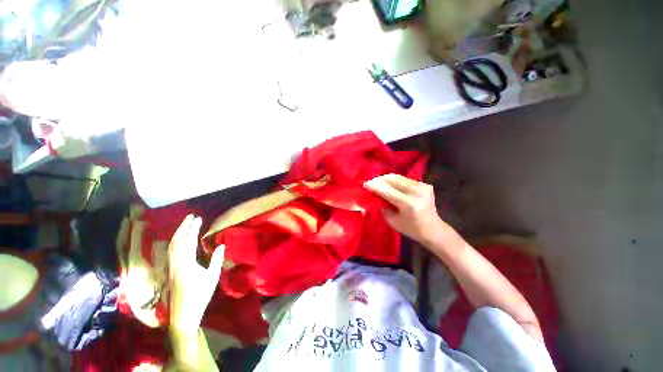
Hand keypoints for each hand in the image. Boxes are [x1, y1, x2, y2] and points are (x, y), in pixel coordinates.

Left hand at [168, 215, 224, 336]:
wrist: (182, 315)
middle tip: (190, 216)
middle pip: (176, 241)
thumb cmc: (199, 296)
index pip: (188, 241)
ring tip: (185, 224)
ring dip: (178, 233)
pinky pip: (170, 252)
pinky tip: (178, 240)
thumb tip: (221, 245)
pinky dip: (174, 242)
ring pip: (171, 246)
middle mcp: (175, 263)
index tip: (198, 219)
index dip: (193, 229)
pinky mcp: (169, 271)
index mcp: (186, 264)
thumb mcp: (211, 278)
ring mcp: (170, 267)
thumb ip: (216, 260)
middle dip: (183, 227)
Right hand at [364, 174, 445, 244]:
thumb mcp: (392, 221)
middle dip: (379, 180)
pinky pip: (405, 179)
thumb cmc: (411, 229)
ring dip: (386, 179)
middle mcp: (417, 192)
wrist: (434, 229)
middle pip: (393, 179)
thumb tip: (374, 196)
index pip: (387, 191)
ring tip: (378, 183)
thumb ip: (383, 207)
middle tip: (371, 183)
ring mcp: (423, 186)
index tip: (365, 184)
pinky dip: (395, 181)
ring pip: (399, 177)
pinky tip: (390, 185)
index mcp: (409, 204)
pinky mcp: (425, 184)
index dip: (375, 186)